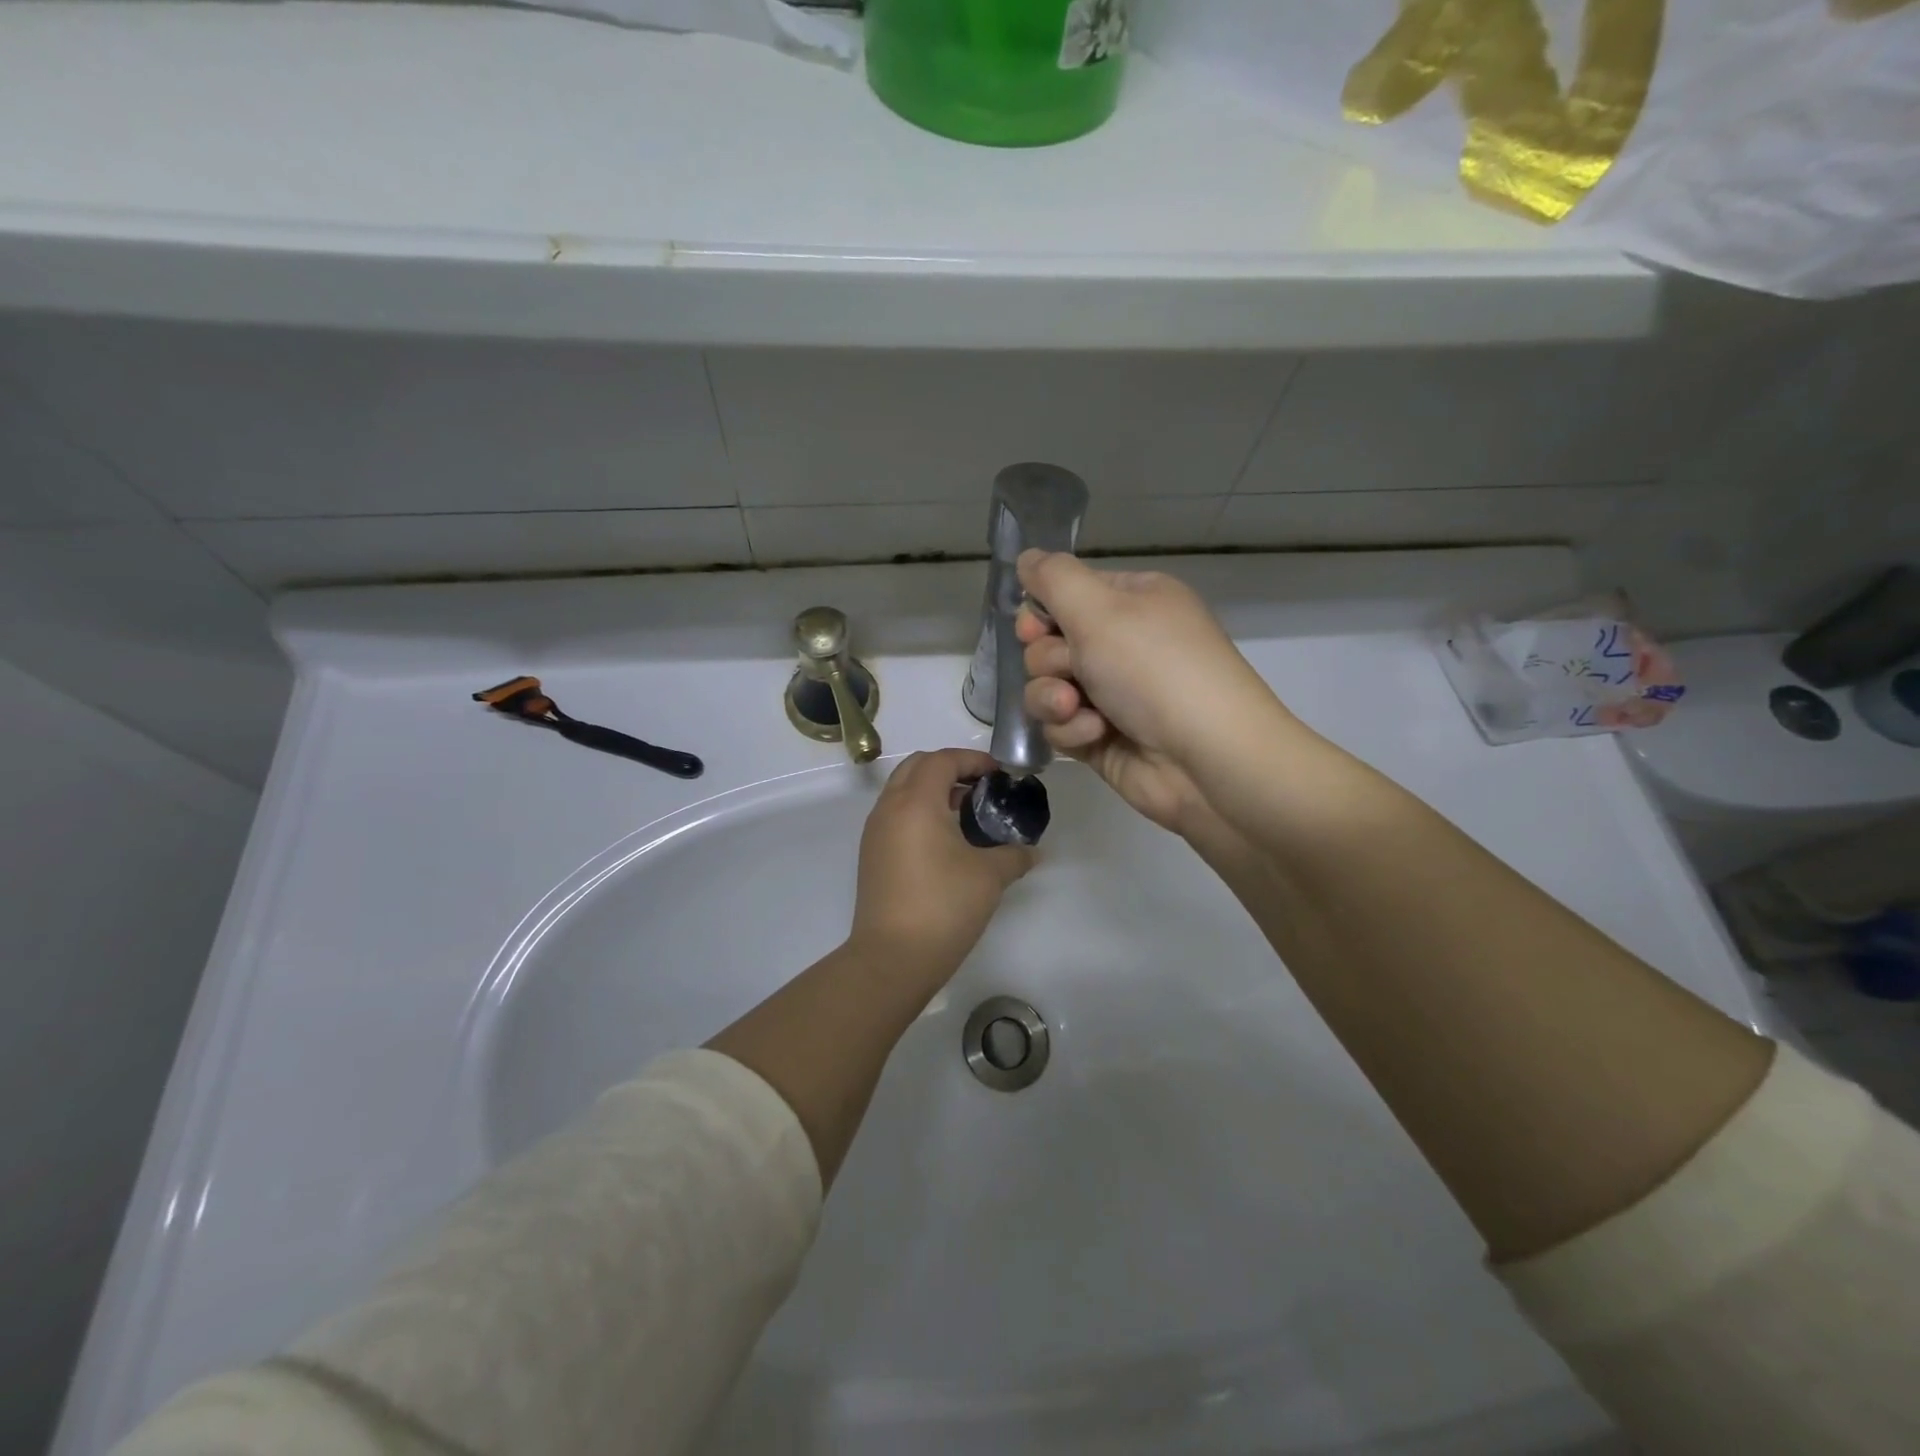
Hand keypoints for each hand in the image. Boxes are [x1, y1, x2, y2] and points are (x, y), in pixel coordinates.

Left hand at [848, 748, 1035, 980]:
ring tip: (966, 812)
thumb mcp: (989, 877)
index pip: (942, 760)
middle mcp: (889, 808)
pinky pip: (896, 814)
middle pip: (917, 766)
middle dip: (950, 767)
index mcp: (916, 802)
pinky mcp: (872, 854)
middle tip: (981, 786)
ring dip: (932, 789)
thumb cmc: (943, 906)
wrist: (892, 958)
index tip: (999, 774)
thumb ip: (1014, 855)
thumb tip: (1031, 852)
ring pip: (902, 790)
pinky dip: (919, 811)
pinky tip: (945, 839)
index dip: (973, 759)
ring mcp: (875, 831)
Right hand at [1016, 550, 1290, 833]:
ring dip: (1053, 699)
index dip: (1041, 613)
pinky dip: (1072, 730)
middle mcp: (1122, 644)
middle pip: (1048, 644)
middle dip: (1050, 661)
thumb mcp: (1100, 608)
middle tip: (1073, 670)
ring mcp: (1112, 693)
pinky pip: (1061, 726)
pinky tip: (1097, 735)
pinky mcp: (1102, 737)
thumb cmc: (1155, 670)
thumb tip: (1027, 557)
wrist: (1207, 760)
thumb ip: (1054, 578)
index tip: (1035, 629)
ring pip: (1046, 688)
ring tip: (1077, 708)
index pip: (1065, 594)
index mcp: (1132, 601)